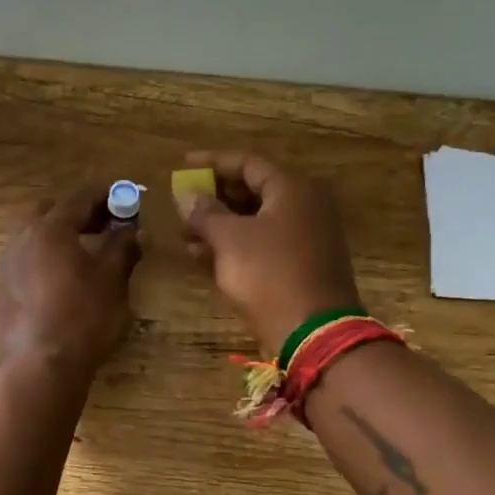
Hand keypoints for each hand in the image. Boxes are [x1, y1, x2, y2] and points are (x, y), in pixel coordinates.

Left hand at [0, 189, 141, 376]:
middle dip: (77, 213)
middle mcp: (21, 238)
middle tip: (104, 224)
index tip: (123, 199)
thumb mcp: (112, 281)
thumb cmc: (82, 317)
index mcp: (50, 228)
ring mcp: (6, 264)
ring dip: (58, 234)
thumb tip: (133, 230)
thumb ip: (122, 248)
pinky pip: (25, 258)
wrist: (39, 366)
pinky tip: (62, 276)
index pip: (79, 199)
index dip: (104, 196)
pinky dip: (45, 256)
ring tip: (84, 251)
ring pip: (33, 235)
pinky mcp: (2, 289)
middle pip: (50, 211)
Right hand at [176, 151, 361, 353]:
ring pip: (254, 222)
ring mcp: (305, 238)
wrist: (312, 332)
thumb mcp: (229, 239)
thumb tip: (186, 196)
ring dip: (219, 226)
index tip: (183, 165)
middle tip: (182, 206)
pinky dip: (234, 247)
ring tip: (184, 236)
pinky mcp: (300, 266)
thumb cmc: (269, 274)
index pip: (247, 163)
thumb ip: (204, 213)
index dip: (212, 163)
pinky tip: (202, 257)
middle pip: (252, 191)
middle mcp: (304, 207)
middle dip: (213, 199)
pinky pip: (262, 245)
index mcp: (292, 189)